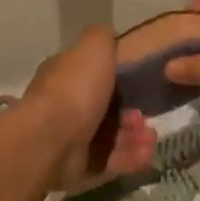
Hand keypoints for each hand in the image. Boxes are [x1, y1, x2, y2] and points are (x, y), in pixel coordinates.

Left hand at [8, 26, 154, 191]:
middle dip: (132, 114)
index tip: (141, 85)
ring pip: (112, 137)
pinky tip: (145, 155)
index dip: (121, 80)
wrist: (50, 139)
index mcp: (65, 76)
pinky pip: (110, 162)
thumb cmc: (74, 89)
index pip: (94, 76)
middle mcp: (65, 106)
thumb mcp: (93, 48)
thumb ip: (102, 37)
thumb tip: (108, 34)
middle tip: (144, 117)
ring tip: (149, 138)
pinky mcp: (78, 167)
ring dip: (135, 137)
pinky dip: (129, 158)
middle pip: (107, 110)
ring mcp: (70, 139)